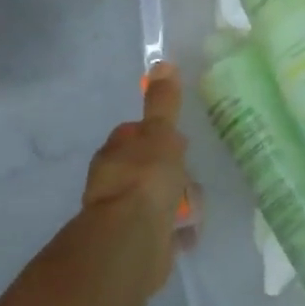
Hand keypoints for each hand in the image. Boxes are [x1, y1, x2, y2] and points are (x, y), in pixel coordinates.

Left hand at [80, 61, 189, 293]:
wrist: (132, 241)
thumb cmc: (145, 179)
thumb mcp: (160, 134)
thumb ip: (163, 103)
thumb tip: (162, 63)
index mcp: (115, 153)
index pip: (134, 135)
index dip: (156, 136)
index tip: (178, 143)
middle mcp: (112, 181)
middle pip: (148, 168)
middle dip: (171, 173)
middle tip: (189, 179)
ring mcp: (122, 214)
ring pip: (156, 199)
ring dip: (176, 203)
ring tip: (192, 209)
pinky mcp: (135, 243)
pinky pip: (161, 231)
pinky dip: (174, 231)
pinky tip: (187, 233)